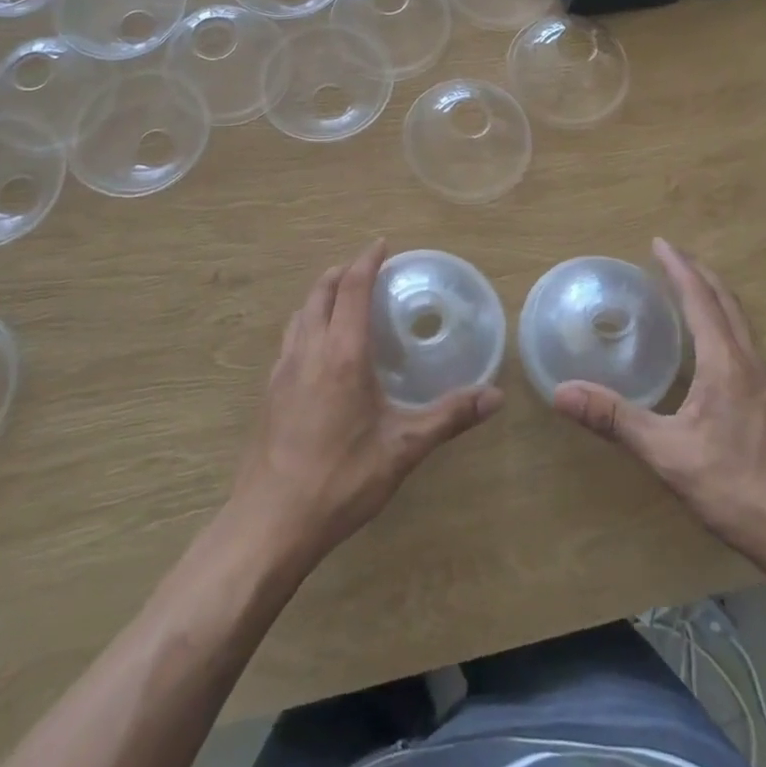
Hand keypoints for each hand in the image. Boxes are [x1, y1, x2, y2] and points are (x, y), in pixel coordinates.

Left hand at [231, 239, 503, 567]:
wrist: (271, 522)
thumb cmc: (341, 479)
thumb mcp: (403, 449)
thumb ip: (449, 417)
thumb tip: (495, 396)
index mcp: (342, 354)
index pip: (353, 288)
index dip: (367, 261)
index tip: (382, 245)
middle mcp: (308, 350)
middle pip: (321, 292)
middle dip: (342, 272)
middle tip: (365, 268)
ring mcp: (282, 370)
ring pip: (300, 314)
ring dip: (321, 295)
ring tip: (342, 300)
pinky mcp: (269, 392)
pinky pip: (290, 338)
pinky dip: (307, 323)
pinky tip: (319, 350)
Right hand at [552, 238, 765, 582]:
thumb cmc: (736, 489)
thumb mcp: (667, 454)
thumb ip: (614, 419)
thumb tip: (561, 391)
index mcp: (726, 364)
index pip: (701, 299)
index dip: (679, 268)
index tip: (659, 242)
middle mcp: (751, 364)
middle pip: (727, 303)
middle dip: (698, 274)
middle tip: (670, 257)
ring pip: (740, 324)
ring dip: (713, 298)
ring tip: (687, 293)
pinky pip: (744, 346)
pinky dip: (722, 326)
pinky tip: (710, 351)